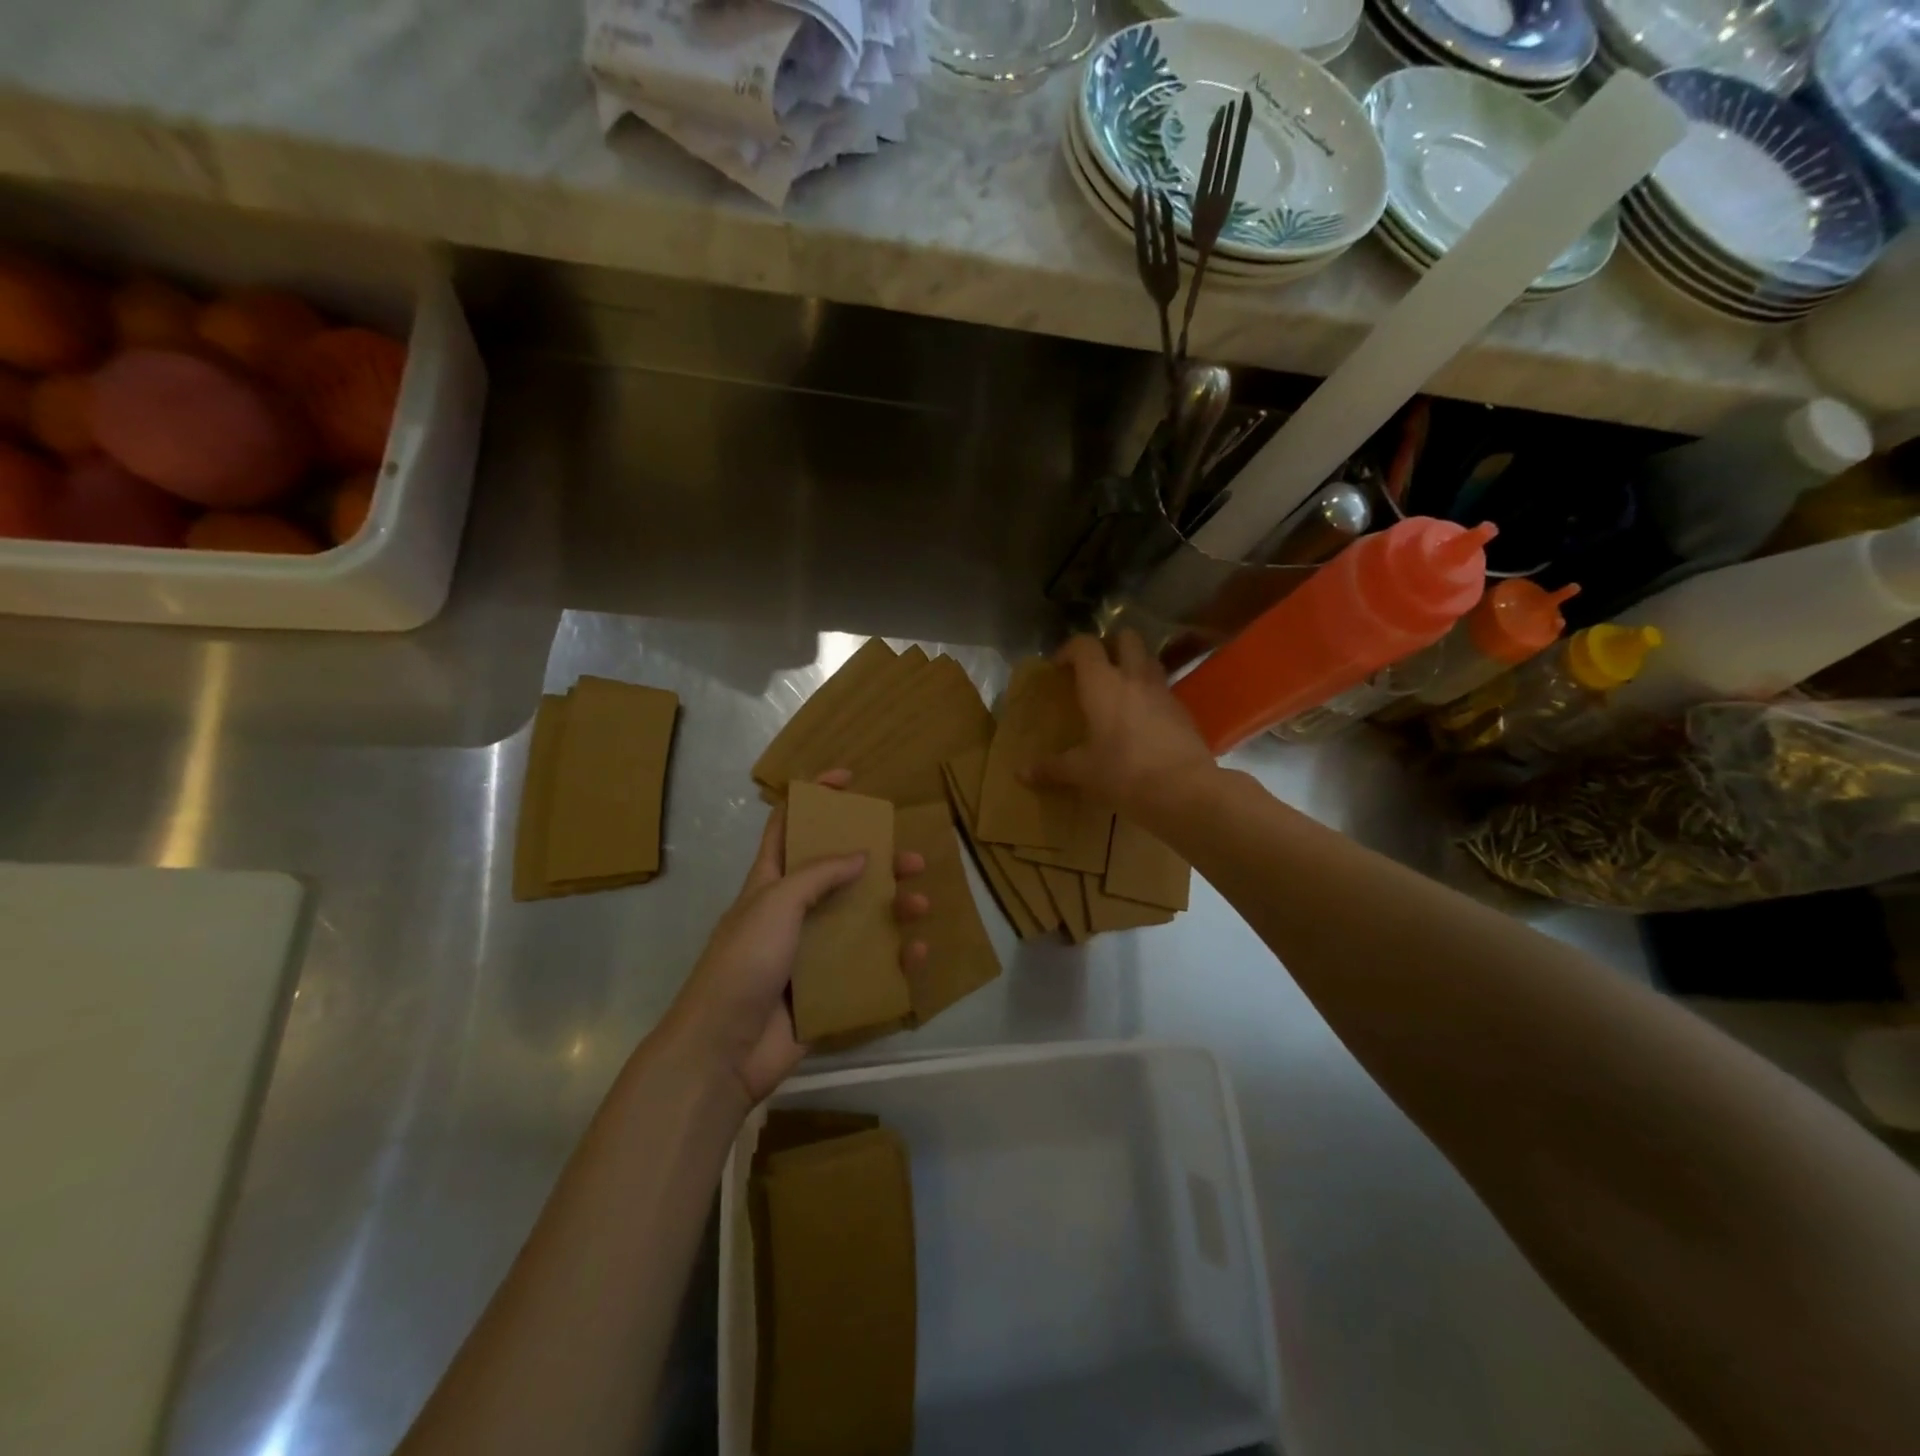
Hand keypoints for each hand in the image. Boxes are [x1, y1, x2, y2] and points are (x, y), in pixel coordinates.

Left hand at [663, 770, 928, 1105]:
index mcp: (770, 883)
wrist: (722, 1052)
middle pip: (838, 873)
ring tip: (921, 903)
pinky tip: (917, 953)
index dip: (813, 798)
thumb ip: (818, 875)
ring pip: (860, 919)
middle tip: (911, 858)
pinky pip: (869, 967)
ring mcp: (810, 952)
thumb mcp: (775, 904)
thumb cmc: (743, 963)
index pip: (788, 826)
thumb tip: (862, 855)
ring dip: (893, 908)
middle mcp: (792, 912)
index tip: (848, 779)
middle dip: (876, 860)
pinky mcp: (827, 989)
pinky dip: (896, 958)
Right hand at [1029, 631, 1215, 819]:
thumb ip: (1052, 768)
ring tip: (1120, 690)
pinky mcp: (1183, 711)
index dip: (1070, 649)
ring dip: (1134, 665)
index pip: (1085, 645)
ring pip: (1149, 659)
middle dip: (1110, 645)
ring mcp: (1163, 691)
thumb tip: (1021, 773)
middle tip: (1095, 669)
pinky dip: (1151, 694)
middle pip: (1126, 638)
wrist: (1184, 790)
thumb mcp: (1082, 772)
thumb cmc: (1124, 773)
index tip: (1059, 667)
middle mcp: (1134, 678)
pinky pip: (1164, 689)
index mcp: (1102, 684)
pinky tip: (1143, 720)